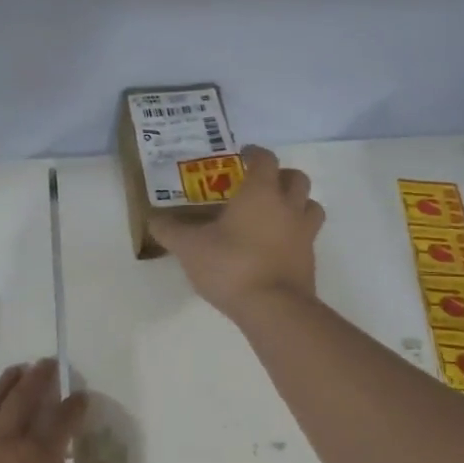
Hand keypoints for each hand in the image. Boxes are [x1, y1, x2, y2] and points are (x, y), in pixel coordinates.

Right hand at [151, 144, 323, 319]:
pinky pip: (307, 237)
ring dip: (296, 204)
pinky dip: (295, 235)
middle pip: (296, 178)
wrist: (274, 308)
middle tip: (260, 186)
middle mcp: (288, 206)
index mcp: (261, 192)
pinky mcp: (310, 260)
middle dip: (280, 176)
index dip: (254, 154)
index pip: (265, 159)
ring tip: (274, 215)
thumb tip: (153, 219)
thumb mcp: (189, 247)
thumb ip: (170, 230)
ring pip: (310, 206)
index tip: (242, 156)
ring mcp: (304, 234)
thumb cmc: (231, 265)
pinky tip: (275, 248)